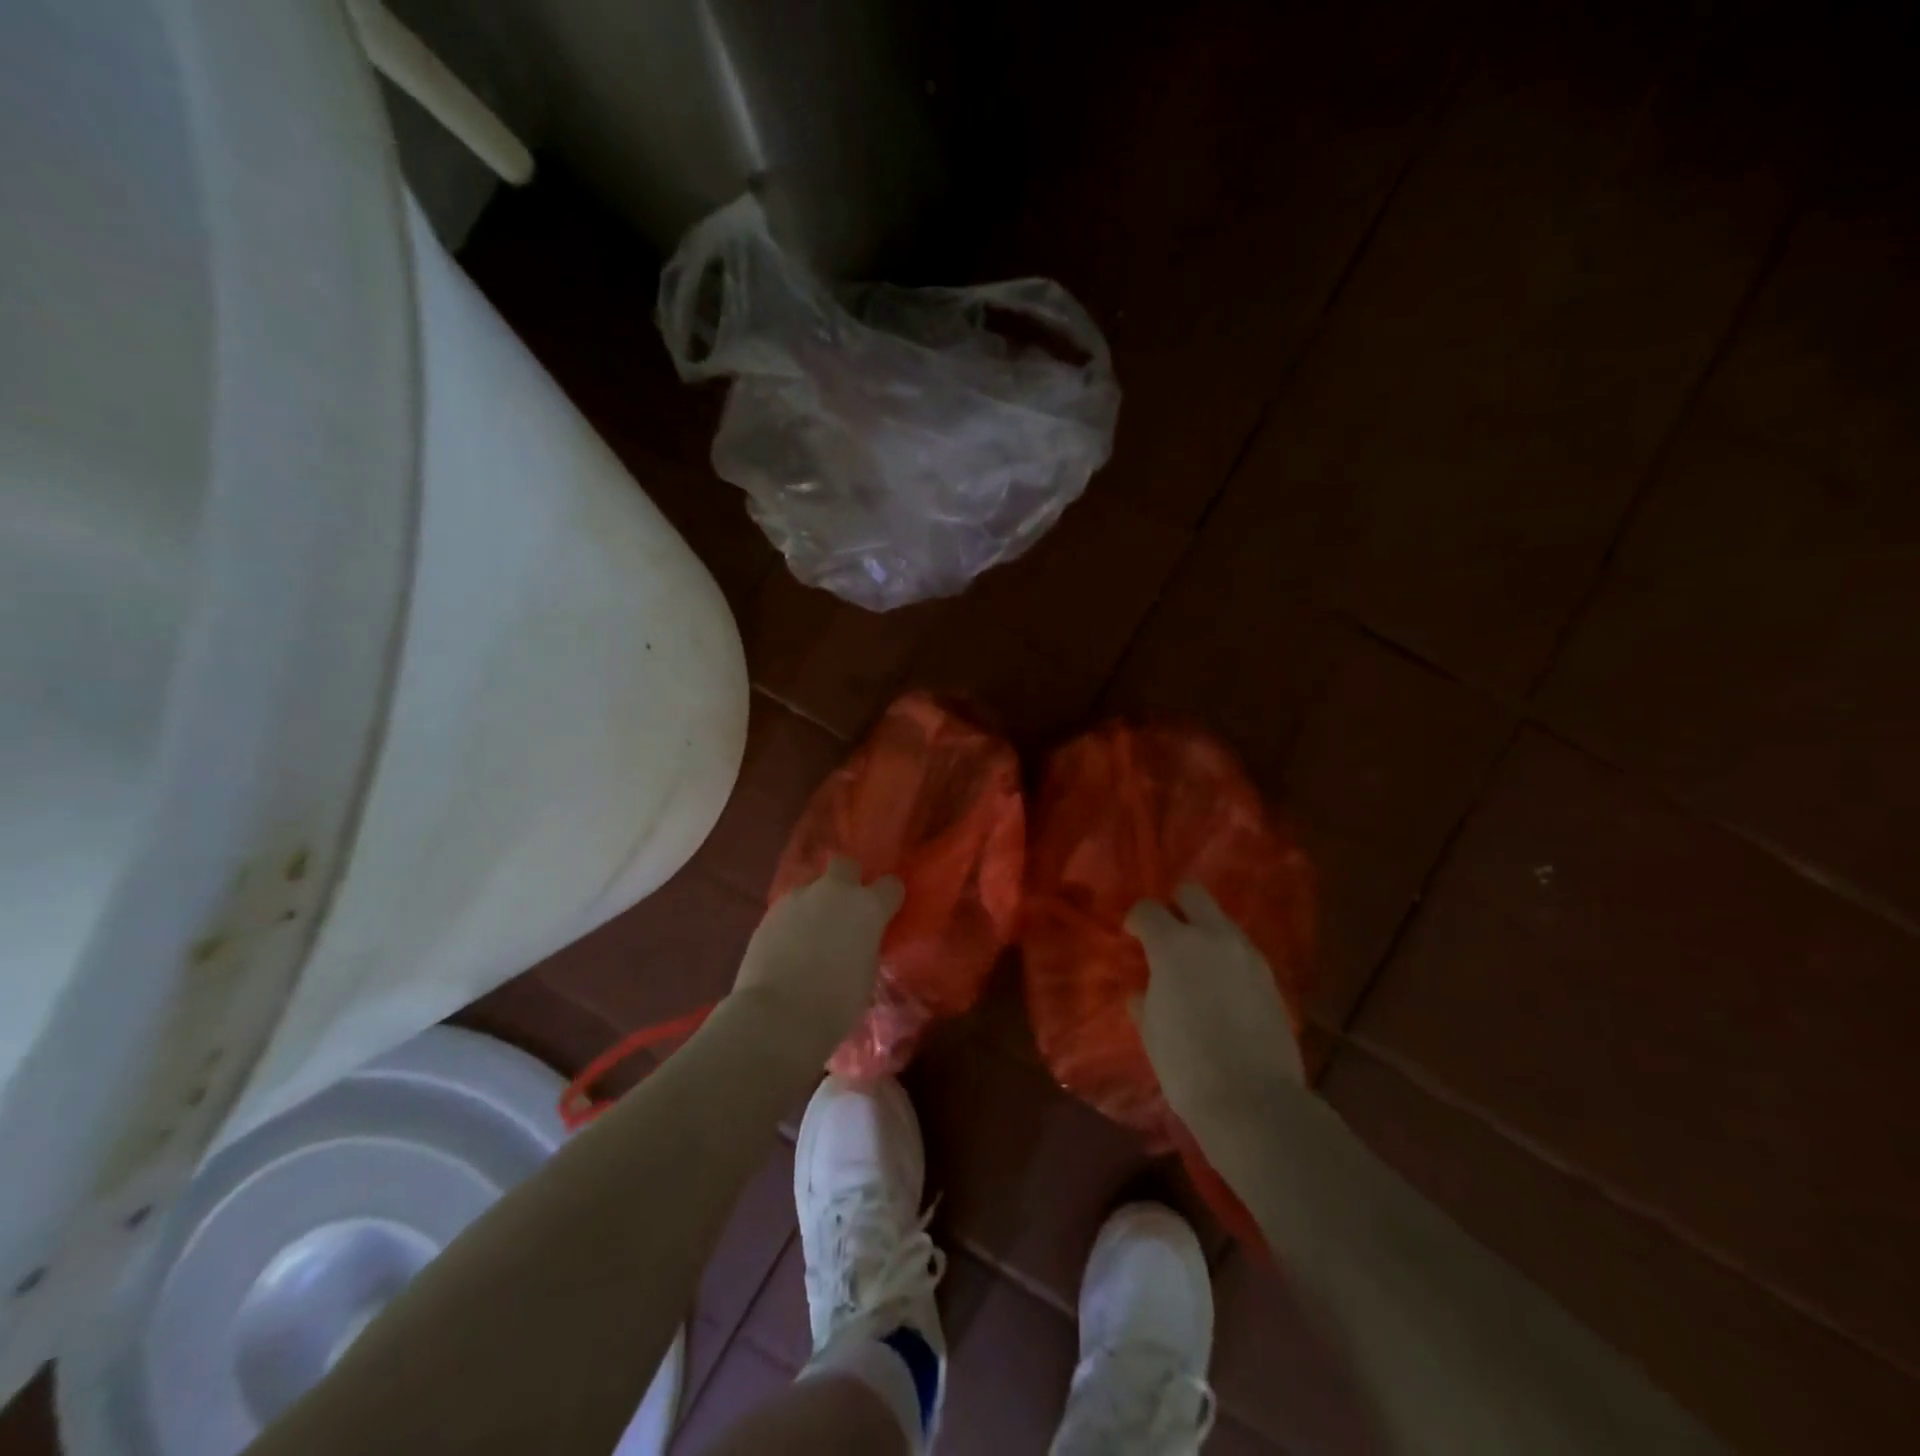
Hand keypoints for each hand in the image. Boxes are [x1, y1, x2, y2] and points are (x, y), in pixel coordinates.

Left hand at [731, 856, 903, 1056]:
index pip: (891, 885)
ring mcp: (799, 898)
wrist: (778, 1014)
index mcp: (868, 907)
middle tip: (844, 910)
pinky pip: (789, 908)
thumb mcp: (866, 973)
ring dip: (816, 903)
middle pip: (845, 865)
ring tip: (811, 934)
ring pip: (812, 887)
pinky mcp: (770, 911)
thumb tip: (857, 942)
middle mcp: (835, 892)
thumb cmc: (836, 1003)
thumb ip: (865, 945)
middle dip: (848, 880)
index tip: (886, 913)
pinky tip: (788, 946)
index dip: (889, 898)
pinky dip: (793, 921)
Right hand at [1125, 882, 1303, 1127]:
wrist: (1253, 1101)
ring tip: (1195, 964)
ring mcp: (1247, 955)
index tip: (1131, 936)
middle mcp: (1213, 937)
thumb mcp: (1150, 1029)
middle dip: (1175, 905)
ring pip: (1221, 921)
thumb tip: (1143, 990)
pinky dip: (1226, 957)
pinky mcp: (1271, 977)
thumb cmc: (1186, 1064)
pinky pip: (1242, 950)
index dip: (1136, 920)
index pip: (1148, 909)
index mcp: (1174, 945)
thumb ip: (1144, 998)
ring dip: (1205, 931)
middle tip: (1166, 934)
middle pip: (1192, 894)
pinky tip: (1220, 986)